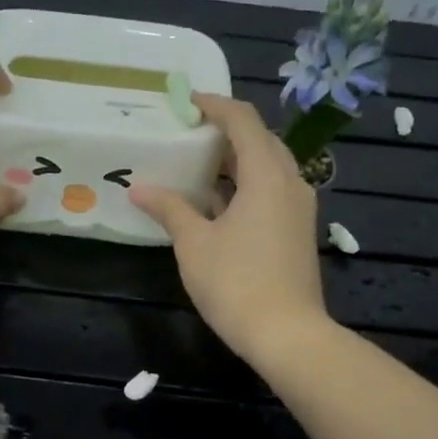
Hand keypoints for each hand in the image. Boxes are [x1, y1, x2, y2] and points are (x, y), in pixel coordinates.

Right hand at [129, 95, 329, 362]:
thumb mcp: (194, 244)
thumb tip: (139, 189)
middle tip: (189, 131)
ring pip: (268, 165)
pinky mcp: (297, 230)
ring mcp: (298, 208)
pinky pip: (272, 189)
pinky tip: (216, 200)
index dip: (214, 105)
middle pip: (260, 139)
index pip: (243, 121)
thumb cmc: (236, 284)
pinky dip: (245, 183)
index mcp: (266, 176)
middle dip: (225, 129)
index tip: (185, 102)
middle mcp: (290, 182)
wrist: (288, 335)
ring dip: (236, 158)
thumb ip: (169, 209)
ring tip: (198, 162)